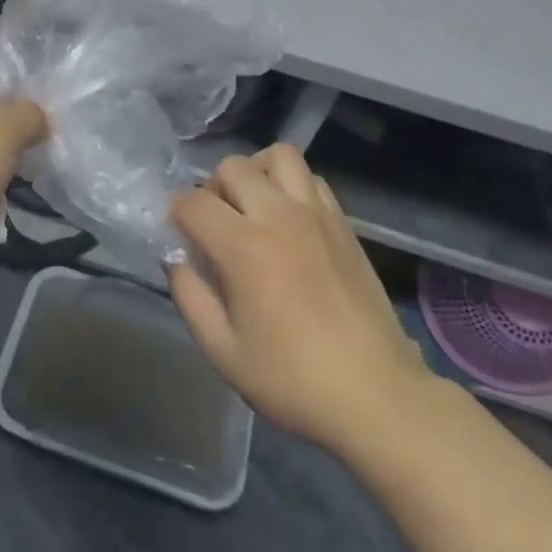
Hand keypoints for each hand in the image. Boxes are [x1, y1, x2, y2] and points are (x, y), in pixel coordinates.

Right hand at [168, 146, 428, 455]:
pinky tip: (289, 220)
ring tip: (253, 208)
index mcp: (244, 247)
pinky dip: (291, 185)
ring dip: (256, 173)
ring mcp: (316, 213)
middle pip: (232, 167)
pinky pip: (311, 178)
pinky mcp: (343, 222)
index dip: (175, 214)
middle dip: (211, 189)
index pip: (193, 202)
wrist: (375, 395)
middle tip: (215, 225)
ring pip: (277, 156)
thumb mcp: (223, 352)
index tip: (179, 237)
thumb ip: (190, 297)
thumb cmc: (293, 380)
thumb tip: (179, 259)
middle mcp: (278, 215)